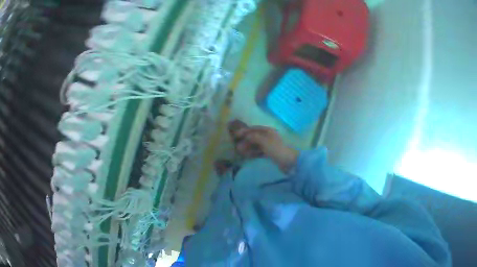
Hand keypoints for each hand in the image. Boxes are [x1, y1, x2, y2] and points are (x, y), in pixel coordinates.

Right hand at [229, 120, 298, 171]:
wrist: (289, 162)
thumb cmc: (276, 149)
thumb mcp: (264, 142)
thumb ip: (254, 137)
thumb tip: (245, 135)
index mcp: (268, 131)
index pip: (254, 129)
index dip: (245, 131)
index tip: (236, 135)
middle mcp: (268, 137)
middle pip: (254, 137)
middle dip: (245, 141)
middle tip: (237, 146)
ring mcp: (269, 145)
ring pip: (256, 145)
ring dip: (248, 147)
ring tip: (240, 152)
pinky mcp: (270, 153)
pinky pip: (259, 151)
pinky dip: (253, 153)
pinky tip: (247, 156)